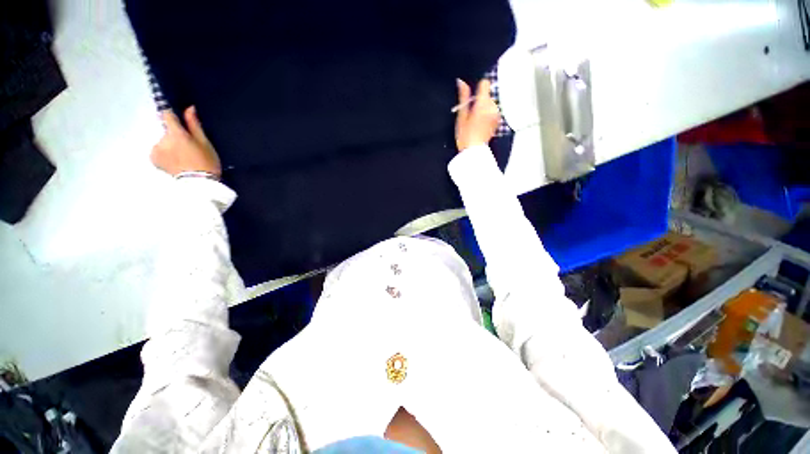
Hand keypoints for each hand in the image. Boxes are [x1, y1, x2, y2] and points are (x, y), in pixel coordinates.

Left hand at [152, 106, 220, 177]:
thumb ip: (194, 125)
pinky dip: (166, 155)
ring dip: (171, 146)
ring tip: (184, 158)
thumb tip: (189, 108)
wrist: (199, 185)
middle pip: (167, 132)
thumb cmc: (206, 163)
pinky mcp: (153, 159)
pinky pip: (159, 152)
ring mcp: (156, 150)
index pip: (167, 115)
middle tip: (189, 149)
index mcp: (176, 133)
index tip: (177, 118)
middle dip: (175, 137)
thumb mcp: (205, 143)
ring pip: (164, 142)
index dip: (171, 115)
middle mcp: (162, 139)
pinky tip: (176, 163)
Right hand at [454, 79, 500, 151]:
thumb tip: (461, 81)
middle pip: (487, 95)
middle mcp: (492, 107)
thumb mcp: (461, 116)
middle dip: (479, 101)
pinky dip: (488, 115)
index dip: (477, 88)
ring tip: (476, 122)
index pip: (485, 83)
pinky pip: (493, 111)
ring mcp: (497, 114)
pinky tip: (481, 125)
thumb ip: (463, 97)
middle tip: (471, 115)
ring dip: (484, 109)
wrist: (473, 152)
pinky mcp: (498, 120)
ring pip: (490, 103)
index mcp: (483, 104)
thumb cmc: (465, 135)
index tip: (472, 99)